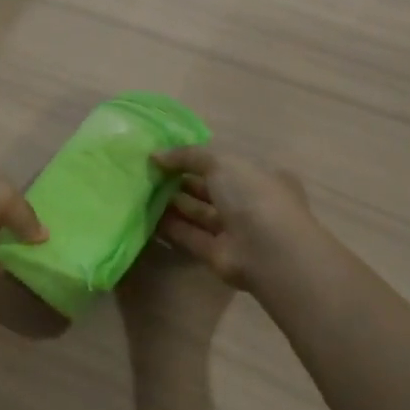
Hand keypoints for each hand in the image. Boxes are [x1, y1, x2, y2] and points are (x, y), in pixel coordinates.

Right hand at [153, 145, 323, 290]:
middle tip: (148, 174)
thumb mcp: (221, 163)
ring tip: (142, 192)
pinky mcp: (218, 254)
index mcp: (260, 177)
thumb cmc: (252, 196)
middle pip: (210, 189)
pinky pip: (190, 236)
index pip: (225, 165)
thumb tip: (155, 155)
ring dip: (172, 203)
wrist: (267, 252)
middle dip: (180, 181)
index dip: (197, 159)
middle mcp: (250, 203)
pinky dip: (170, 227)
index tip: (167, 156)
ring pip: (199, 213)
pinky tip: (146, 217)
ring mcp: (235, 231)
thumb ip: (188, 156)